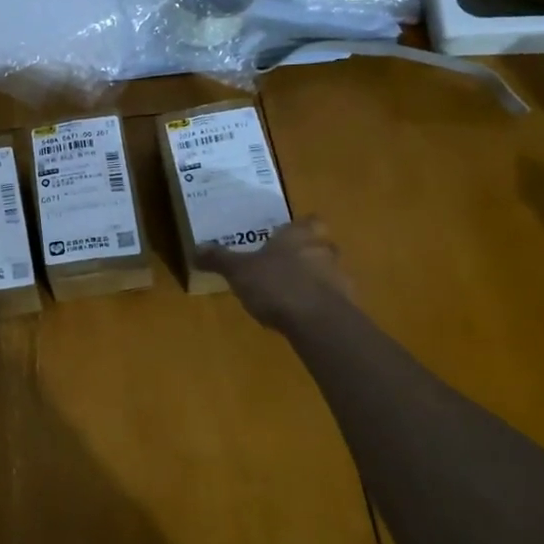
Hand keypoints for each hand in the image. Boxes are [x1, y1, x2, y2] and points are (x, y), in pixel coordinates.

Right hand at [196, 216, 350, 328]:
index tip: (289, 235)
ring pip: (329, 273)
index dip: (301, 227)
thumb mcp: (238, 271)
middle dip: (308, 254)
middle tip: (286, 265)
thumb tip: (195, 248)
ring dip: (315, 280)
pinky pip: (333, 300)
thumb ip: (219, 259)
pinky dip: (320, 304)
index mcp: (298, 236)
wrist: (318, 322)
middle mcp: (324, 250)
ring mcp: (340, 278)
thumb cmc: (276, 284)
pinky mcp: (347, 306)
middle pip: (322, 245)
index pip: (310, 221)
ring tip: (291, 294)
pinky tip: (302, 316)